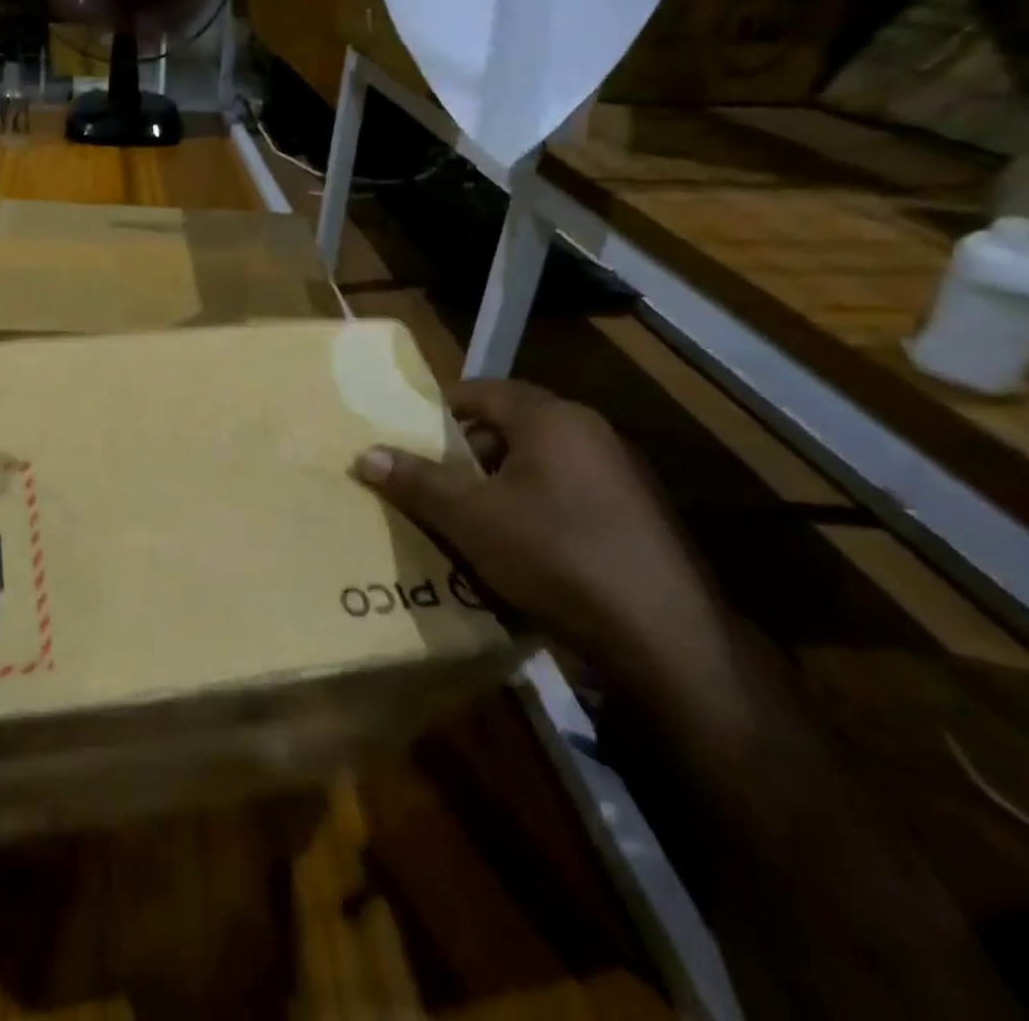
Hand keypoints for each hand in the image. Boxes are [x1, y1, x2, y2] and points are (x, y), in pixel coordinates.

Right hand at [353, 379, 723, 680]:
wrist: (663, 637)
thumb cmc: (556, 554)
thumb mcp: (470, 518)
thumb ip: (417, 481)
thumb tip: (364, 455)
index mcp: (552, 419)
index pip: (482, 391)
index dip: (439, 409)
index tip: (406, 435)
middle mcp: (589, 434)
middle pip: (509, 426)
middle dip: (464, 451)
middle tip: (429, 480)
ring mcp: (618, 475)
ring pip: (535, 463)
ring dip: (495, 483)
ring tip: (461, 516)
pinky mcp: (632, 516)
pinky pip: (563, 494)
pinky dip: (529, 507)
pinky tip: (511, 547)